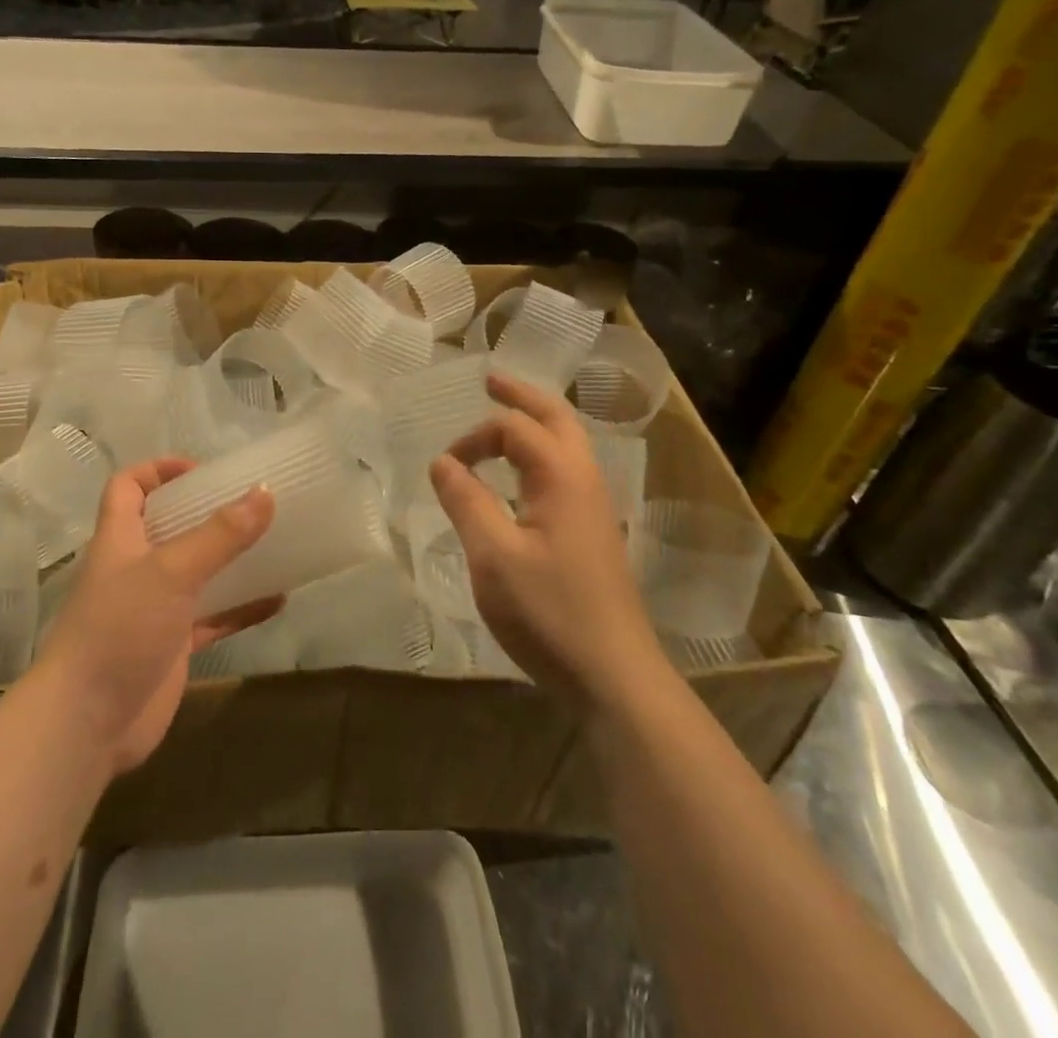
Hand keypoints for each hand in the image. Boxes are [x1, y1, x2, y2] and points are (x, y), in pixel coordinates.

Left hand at [33, 459, 278, 773]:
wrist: (86, 724)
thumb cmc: (120, 629)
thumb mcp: (172, 571)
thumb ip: (220, 534)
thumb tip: (265, 491)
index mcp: (121, 538)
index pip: (128, 487)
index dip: (159, 469)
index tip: (203, 471)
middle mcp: (136, 568)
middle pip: (169, 526)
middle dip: (207, 512)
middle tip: (251, 503)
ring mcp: (155, 609)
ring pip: (197, 572)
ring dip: (230, 559)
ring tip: (273, 543)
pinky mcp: (172, 646)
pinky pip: (214, 618)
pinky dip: (242, 608)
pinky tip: (278, 600)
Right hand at [429, 373, 661, 708]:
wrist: (614, 676)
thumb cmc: (550, 612)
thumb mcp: (493, 557)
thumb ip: (466, 502)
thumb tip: (443, 462)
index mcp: (562, 477)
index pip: (514, 429)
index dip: (473, 438)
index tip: (445, 469)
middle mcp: (585, 480)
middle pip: (556, 419)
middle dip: (522, 396)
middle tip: (491, 380)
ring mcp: (595, 507)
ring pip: (567, 445)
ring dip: (536, 423)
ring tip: (506, 415)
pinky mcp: (593, 533)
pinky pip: (566, 471)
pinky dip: (541, 454)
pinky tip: (522, 477)